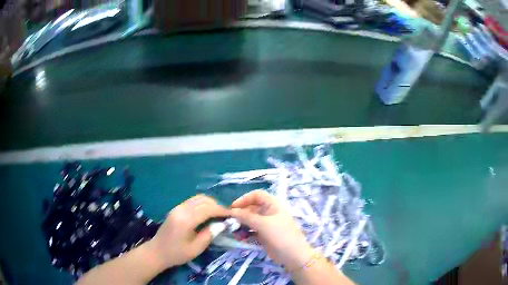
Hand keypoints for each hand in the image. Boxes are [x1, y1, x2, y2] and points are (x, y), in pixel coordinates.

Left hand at [146, 195, 229, 268]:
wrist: (157, 252)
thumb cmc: (177, 253)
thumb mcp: (195, 249)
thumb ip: (209, 235)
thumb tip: (222, 224)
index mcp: (186, 220)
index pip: (208, 209)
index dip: (221, 210)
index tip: (232, 215)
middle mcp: (181, 210)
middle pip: (203, 200)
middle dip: (217, 205)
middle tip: (226, 215)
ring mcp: (177, 208)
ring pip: (198, 198)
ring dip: (210, 203)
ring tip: (218, 214)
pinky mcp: (176, 209)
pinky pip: (192, 201)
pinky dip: (203, 204)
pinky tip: (207, 213)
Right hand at [231, 190, 314, 270]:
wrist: (293, 255)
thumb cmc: (281, 235)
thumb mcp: (263, 224)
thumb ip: (246, 217)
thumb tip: (232, 211)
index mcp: (273, 205)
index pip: (256, 195)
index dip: (244, 199)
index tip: (233, 207)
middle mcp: (269, 213)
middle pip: (251, 208)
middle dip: (240, 214)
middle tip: (229, 221)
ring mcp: (266, 225)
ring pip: (249, 220)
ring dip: (241, 224)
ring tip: (234, 232)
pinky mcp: (263, 235)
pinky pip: (251, 231)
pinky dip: (244, 233)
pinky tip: (240, 238)